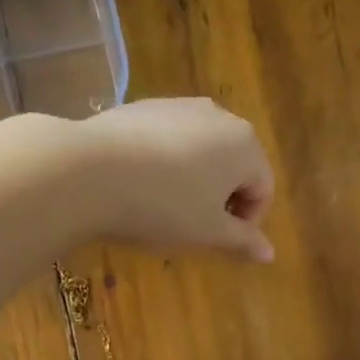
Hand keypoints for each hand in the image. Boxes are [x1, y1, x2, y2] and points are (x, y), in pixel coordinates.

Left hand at [77, 98, 275, 261]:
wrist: (89, 172)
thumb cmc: (162, 208)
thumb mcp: (207, 232)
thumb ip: (242, 240)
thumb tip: (270, 253)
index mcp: (245, 145)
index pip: (263, 188)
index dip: (247, 222)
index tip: (220, 243)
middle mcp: (219, 116)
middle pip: (234, 164)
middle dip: (221, 198)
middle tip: (194, 227)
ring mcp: (179, 106)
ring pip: (201, 151)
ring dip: (194, 181)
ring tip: (165, 207)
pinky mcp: (144, 107)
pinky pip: (169, 140)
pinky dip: (166, 163)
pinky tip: (141, 185)